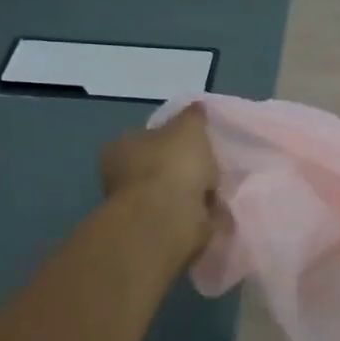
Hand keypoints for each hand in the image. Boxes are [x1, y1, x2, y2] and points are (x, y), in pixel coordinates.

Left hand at [100, 104, 219, 259]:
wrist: (167, 218)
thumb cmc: (172, 164)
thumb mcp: (189, 127)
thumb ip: (193, 116)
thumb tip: (196, 107)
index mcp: (122, 147)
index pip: (146, 137)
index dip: (170, 138)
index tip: (195, 142)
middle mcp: (123, 177)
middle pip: (158, 167)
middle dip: (181, 169)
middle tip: (210, 167)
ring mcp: (138, 208)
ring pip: (170, 194)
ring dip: (190, 194)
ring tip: (218, 190)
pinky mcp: (155, 232)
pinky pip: (181, 217)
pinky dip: (196, 216)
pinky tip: (214, 211)